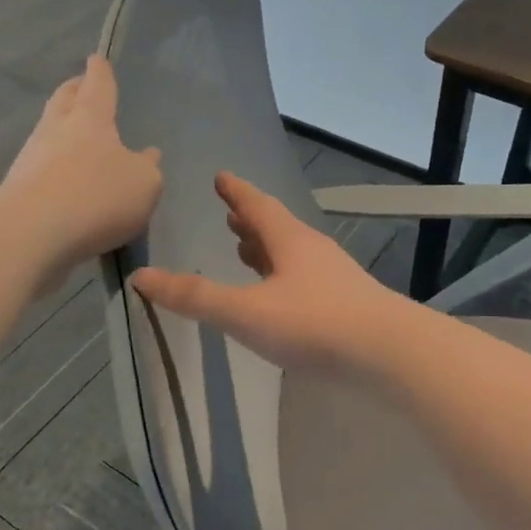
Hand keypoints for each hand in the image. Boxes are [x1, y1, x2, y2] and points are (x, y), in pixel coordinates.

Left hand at [0, 56, 161, 283]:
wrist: (31, 233)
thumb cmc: (97, 197)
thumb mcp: (144, 184)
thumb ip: (148, 168)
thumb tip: (147, 156)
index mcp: (91, 118)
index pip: (98, 84)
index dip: (100, 71)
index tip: (97, 59)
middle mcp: (57, 128)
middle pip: (64, 100)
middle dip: (74, 91)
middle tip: (80, 87)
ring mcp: (33, 157)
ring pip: (49, 132)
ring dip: (62, 130)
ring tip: (77, 139)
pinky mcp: (19, 188)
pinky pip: (42, 168)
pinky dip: (55, 167)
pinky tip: (67, 182)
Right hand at [130, 173, 412, 375]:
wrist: (388, 353)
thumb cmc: (313, 324)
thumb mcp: (245, 312)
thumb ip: (195, 297)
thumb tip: (142, 277)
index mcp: (289, 241)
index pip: (257, 206)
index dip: (236, 192)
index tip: (221, 177)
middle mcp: (313, 252)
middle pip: (277, 228)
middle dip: (250, 222)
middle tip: (230, 216)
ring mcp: (334, 278)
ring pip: (293, 255)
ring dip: (268, 250)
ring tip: (248, 250)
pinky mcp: (347, 304)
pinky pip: (305, 279)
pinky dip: (284, 277)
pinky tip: (283, 295)